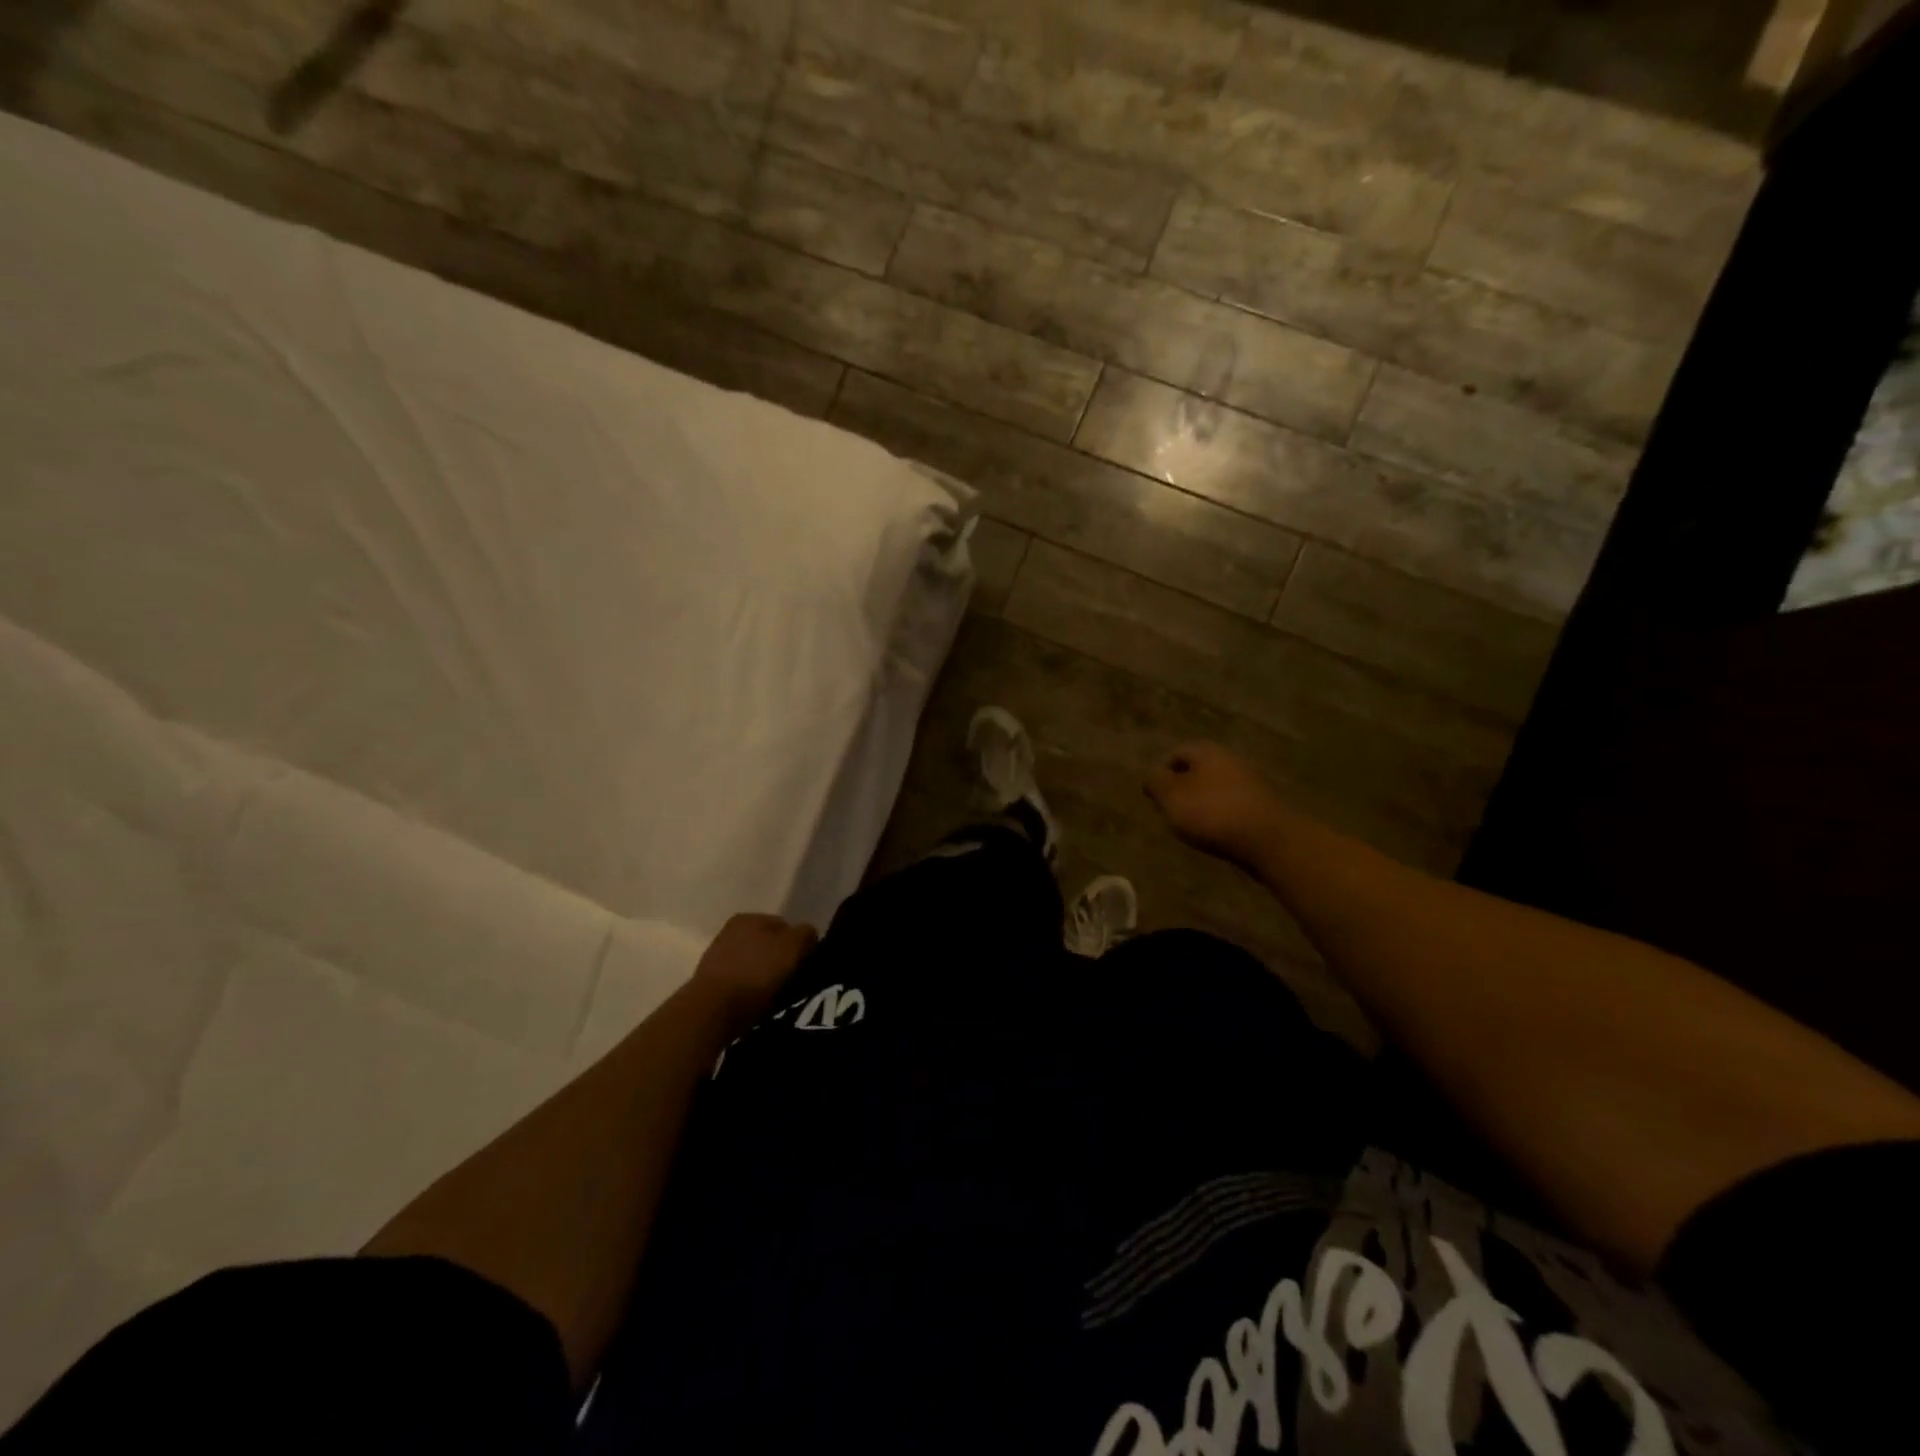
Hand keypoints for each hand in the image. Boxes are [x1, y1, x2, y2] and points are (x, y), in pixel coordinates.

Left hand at [691, 913, 817, 1028]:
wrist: (712, 1010)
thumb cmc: (756, 973)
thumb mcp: (792, 947)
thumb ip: (805, 934)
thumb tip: (808, 935)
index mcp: (749, 917)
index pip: (784, 925)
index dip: (799, 943)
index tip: (807, 964)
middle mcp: (730, 931)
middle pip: (767, 944)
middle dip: (780, 959)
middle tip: (794, 979)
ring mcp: (716, 957)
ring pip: (753, 964)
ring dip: (764, 976)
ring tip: (777, 995)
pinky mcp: (709, 984)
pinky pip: (740, 983)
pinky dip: (750, 990)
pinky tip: (757, 1003)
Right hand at [1145, 741, 1286, 867]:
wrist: (1268, 838)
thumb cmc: (1211, 812)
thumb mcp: (1171, 796)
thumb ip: (1155, 782)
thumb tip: (1149, 775)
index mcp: (1206, 751)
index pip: (1176, 752)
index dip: (1161, 773)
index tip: (1155, 797)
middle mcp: (1230, 758)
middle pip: (1198, 769)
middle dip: (1183, 788)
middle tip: (1172, 811)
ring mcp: (1250, 781)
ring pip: (1216, 787)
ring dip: (1202, 802)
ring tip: (1192, 825)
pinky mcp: (1263, 804)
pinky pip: (1233, 804)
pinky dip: (1221, 814)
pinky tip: (1217, 832)